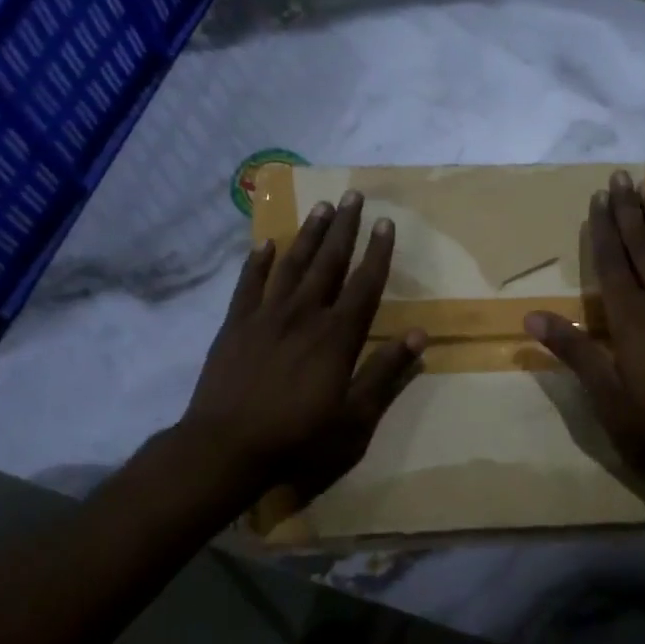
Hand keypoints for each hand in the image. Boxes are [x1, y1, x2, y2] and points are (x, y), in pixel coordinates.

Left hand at [167, 192, 425, 504]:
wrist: (225, 448)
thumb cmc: (297, 438)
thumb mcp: (354, 418)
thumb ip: (385, 373)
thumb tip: (419, 335)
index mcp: (337, 336)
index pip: (365, 284)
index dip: (378, 253)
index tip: (386, 223)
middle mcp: (304, 315)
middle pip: (328, 262)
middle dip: (344, 228)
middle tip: (352, 195)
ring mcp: (266, 316)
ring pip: (291, 265)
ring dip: (308, 235)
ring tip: (320, 207)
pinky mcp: (235, 325)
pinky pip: (248, 284)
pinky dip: (257, 262)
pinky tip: (265, 244)